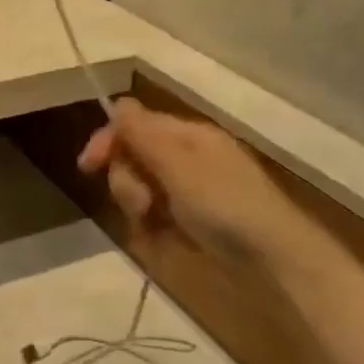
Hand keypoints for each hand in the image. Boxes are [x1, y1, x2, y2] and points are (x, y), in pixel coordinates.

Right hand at [78, 99, 341, 274]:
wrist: (276, 260)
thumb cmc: (226, 205)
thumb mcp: (179, 166)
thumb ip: (144, 135)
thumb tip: (117, 103)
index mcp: (187, 136)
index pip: (133, 125)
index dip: (108, 141)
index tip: (87, 168)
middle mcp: (186, 158)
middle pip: (133, 158)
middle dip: (128, 182)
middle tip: (142, 206)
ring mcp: (191, 191)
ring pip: (141, 190)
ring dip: (139, 208)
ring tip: (155, 228)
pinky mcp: (194, 221)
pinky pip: (157, 216)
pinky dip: (154, 228)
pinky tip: (164, 241)